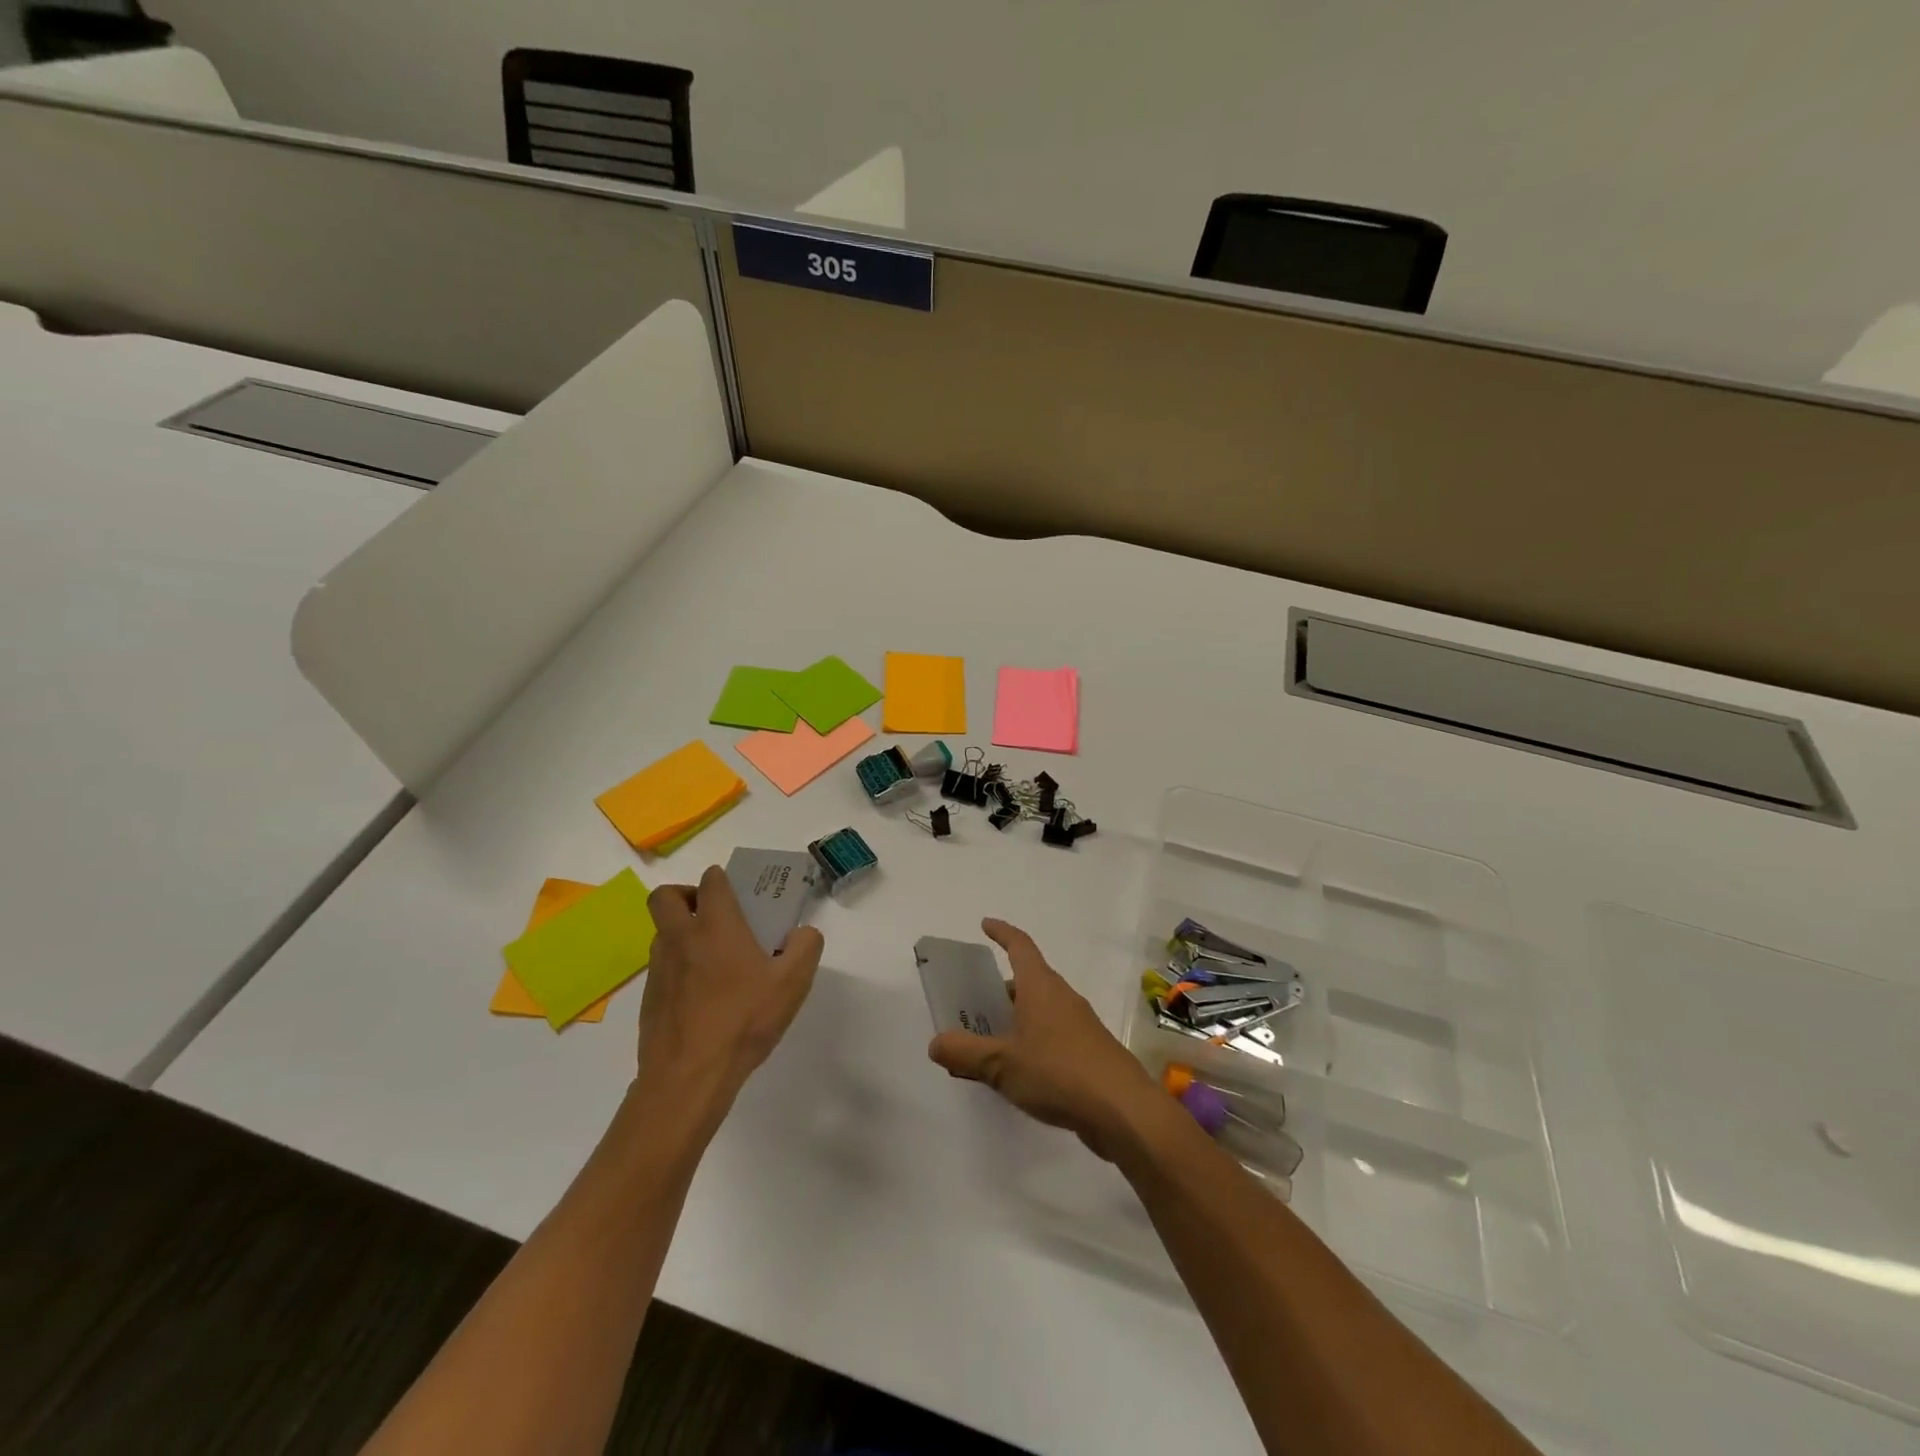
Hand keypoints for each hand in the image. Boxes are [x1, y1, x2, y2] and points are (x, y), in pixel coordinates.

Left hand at [638, 865, 823, 1124]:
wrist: (689, 1077)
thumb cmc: (744, 1021)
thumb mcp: (793, 983)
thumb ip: (806, 947)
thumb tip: (802, 933)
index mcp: (715, 925)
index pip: (711, 881)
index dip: (723, 880)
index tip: (739, 894)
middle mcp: (681, 938)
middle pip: (665, 896)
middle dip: (686, 895)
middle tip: (711, 914)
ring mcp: (659, 969)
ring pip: (662, 933)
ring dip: (682, 933)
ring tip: (714, 961)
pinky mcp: (649, 999)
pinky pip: (662, 968)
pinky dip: (679, 969)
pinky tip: (703, 998)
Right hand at [927, 919, 1160, 1159]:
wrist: (1123, 1110)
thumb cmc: (1059, 1072)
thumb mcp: (1002, 1064)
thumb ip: (966, 1053)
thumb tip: (935, 1043)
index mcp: (1041, 987)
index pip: (1020, 946)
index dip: (1002, 932)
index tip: (985, 924)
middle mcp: (1062, 998)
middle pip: (1029, 980)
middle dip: (1001, 989)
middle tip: (974, 1004)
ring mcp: (1079, 1025)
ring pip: (1040, 1011)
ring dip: (1015, 1019)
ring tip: (989, 1043)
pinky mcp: (1089, 1053)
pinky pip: (1052, 1036)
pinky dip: (1031, 1043)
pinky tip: (1018, 1072)